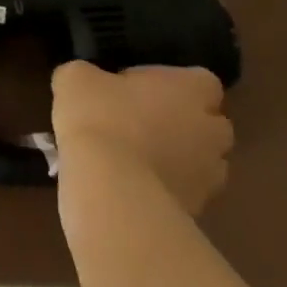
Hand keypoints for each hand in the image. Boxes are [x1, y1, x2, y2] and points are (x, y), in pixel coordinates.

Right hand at [51, 61, 233, 230]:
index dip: (175, 82)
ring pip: (202, 162)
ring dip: (179, 157)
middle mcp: (210, 131)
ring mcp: (209, 176)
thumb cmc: (100, 117)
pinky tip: (131, 184)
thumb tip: (88, 81)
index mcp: (189, 90)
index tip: (142, 85)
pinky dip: (166, 188)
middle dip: (186, 122)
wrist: (111, 189)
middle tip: (142, 119)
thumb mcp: (76, 77)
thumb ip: (90, 74)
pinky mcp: (197, 211)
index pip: (203, 80)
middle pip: (210, 123)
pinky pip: (185, 192)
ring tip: (136, 156)